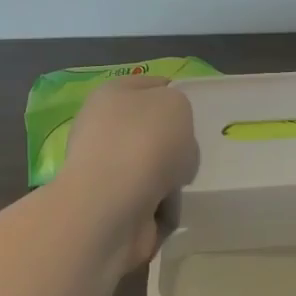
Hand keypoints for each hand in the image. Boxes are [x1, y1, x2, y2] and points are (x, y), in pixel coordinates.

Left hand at [59, 76, 198, 265]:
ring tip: (179, 186)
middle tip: (189, 153)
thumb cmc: (145, 141)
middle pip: (151, 132)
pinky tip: (167, 209)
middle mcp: (102, 129)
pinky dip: (162, 207)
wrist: (113, 205)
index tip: (193, 114)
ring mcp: (103, 170)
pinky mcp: (108, 207)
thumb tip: (169, 137)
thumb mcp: (177, 104)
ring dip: (170, 180)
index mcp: (112, 95)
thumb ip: (178, 109)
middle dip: (175, 145)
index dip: (173, 95)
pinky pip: (149, 202)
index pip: (149, 86)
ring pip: (152, 169)